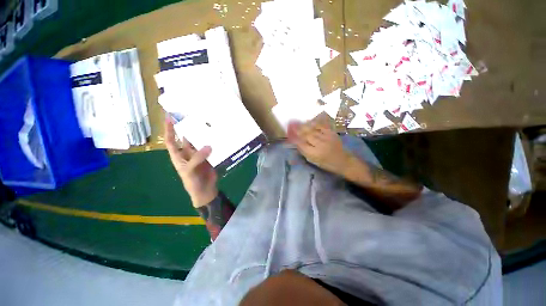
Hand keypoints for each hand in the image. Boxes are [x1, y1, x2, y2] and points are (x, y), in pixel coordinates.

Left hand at [165, 120, 217, 207]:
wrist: (205, 191)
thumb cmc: (192, 182)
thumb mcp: (189, 170)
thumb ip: (197, 158)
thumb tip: (209, 145)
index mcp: (179, 156)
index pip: (171, 140)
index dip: (169, 130)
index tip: (169, 117)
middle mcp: (189, 153)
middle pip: (188, 139)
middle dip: (190, 129)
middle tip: (195, 117)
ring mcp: (200, 155)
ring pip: (201, 142)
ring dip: (204, 136)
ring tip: (209, 125)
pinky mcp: (211, 157)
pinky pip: (212, 148)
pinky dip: (215, 143)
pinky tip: (219, 137)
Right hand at [287, 114, 351, 175]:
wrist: (343, 161)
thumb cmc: (326, 163)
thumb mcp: (313, 161)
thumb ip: (304, 151)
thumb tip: (296, 143)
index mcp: (314, 153)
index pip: (301, 144)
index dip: (294, 138)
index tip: (288, 133)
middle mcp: (319, 144)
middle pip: (306, 135)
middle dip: (297, 129)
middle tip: (290, 124)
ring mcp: (326, 137)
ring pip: (312, 129)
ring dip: (303, 125)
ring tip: (297, 121)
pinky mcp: (331, 133)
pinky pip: (321, 126)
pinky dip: (313, 123)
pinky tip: (308, 121)